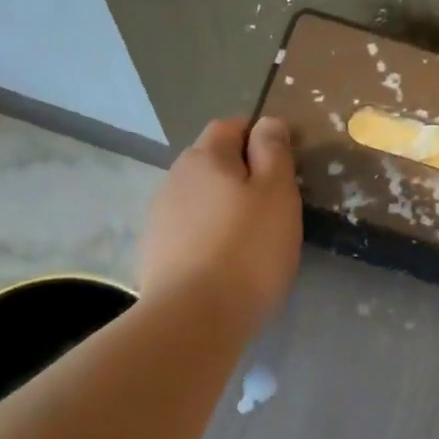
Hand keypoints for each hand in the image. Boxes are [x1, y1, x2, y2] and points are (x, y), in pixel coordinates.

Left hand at [140, 116, 302, 330]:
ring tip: (248, 237)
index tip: (283, 166)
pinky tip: (223, 261)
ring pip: (199, 196)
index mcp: (206, 156)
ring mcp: (160, 215)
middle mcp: (175, 177)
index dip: (258, 137)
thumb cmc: (248, 250)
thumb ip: (274, 152)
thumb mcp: (277, 194)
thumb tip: (267, 122)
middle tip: (271, 205)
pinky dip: (207, 235)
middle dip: (239, 173)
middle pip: (211, 161)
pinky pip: (188, 229)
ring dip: (221, 206)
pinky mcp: (155, 251)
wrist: (194, 317)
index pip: (230, 126)